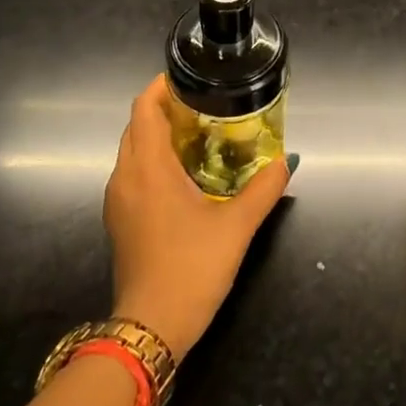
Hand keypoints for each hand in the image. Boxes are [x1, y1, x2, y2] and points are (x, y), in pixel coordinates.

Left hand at [103, 75, 293, 361]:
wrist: (151, 326)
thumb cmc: (191, 268)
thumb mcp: (237, 227)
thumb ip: (263, 189)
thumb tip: (287, 161)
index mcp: (148, 169)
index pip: (143, 109)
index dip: (162, 87)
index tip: (191, 79)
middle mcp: (125, 177)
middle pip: (137, 126)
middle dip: (165, 110)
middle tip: (205, 106)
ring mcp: (118, 200)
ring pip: (133, 151)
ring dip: (159, 136)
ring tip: (200, 135)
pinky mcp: (120, 220)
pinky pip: (133, 174)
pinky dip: (154, 161)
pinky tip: (185, 175)